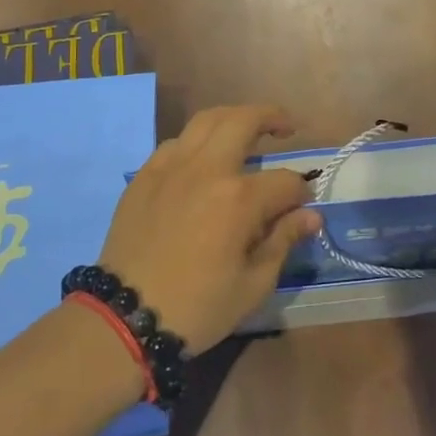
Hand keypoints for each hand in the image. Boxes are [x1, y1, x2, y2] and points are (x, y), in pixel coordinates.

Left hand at [99, 104, 321, 352]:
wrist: (125, 318)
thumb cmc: (197, 308)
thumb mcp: (253, 285)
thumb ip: (283, 241)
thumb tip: (311, 216)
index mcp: (239, 199)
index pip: (285, 181)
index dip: (301, 193)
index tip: (304, 208)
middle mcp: (207, 170)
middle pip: (244, 120)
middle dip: (272, 117)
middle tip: (286, 127)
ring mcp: (171, 167)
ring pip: (206, 120)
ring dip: (233, 118)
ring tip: (246, 131)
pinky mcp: (144, 176)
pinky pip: (175, 143)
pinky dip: (197, 142)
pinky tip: (202, 160)